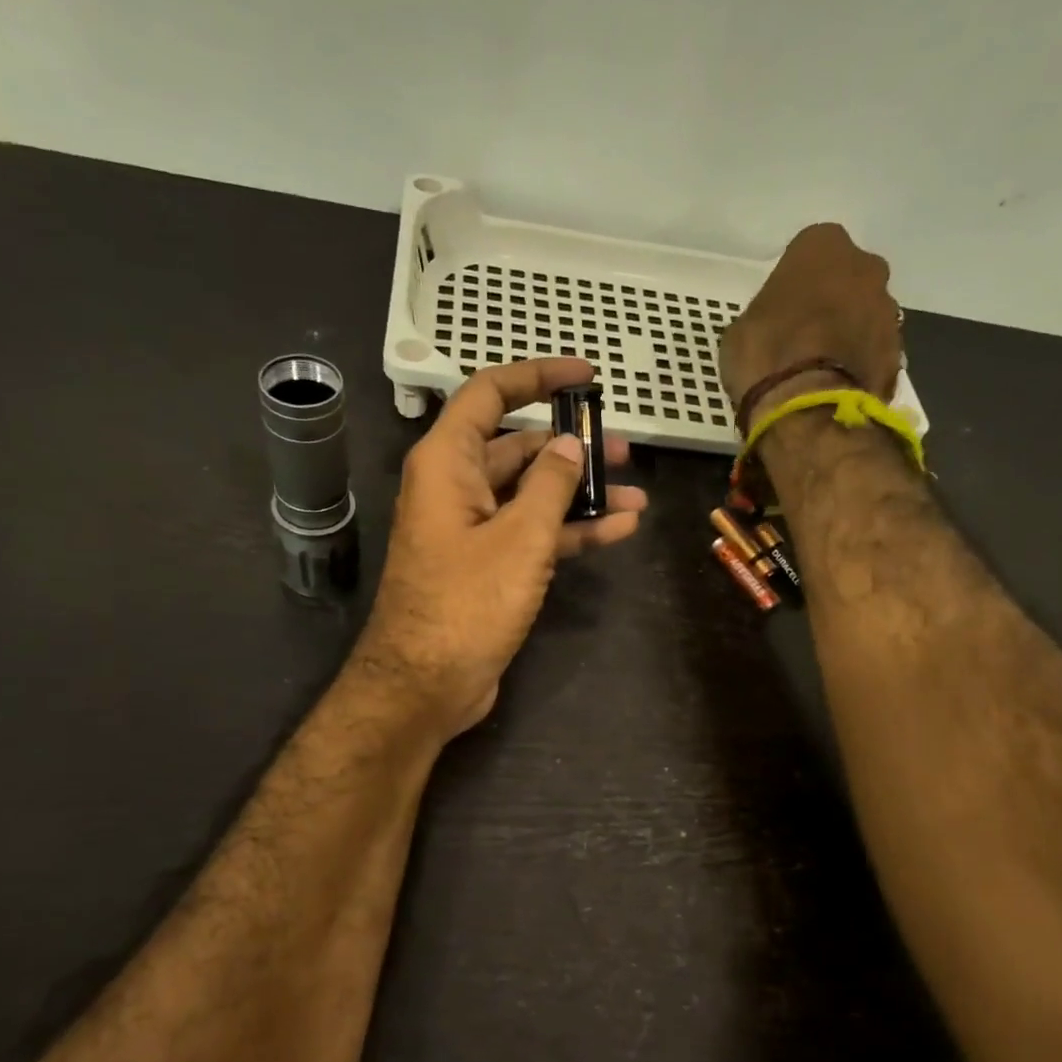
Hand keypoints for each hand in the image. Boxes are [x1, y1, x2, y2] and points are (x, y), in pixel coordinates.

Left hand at [352, 358, 646, 740]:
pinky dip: (570, 531)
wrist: (426, 685)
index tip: (585, 376)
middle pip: (518, 447)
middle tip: (623, 449)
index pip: (489, 394)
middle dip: (571, 445)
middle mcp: (456, 487)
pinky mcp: (487, 567)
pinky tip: (618, 529)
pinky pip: (532, 534)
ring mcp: (472, 530)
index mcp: (448, 463)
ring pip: (531, 495)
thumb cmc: (467, 603)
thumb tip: (569, 445)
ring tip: (635, 492)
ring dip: (580, 493)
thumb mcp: (519, 537)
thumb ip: (550, 485)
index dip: (536, 376)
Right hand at [719, 224, 902, 424]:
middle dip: (832, 302)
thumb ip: (769, 314)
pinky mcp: (897, 353)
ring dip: (849, 334)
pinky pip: (873, 353)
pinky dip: (858, 366)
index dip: (797, 283)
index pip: (810, 252)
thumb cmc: (764, 355)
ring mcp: (887, 311)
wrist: (805, 407)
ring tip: (820, 369)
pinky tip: (834, 388)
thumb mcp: (743, 328)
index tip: (784, 309)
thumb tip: (778, 327)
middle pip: (848, 280)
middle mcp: (865, 267)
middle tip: (805, 336)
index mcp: (823, 246)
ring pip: (865, 316)